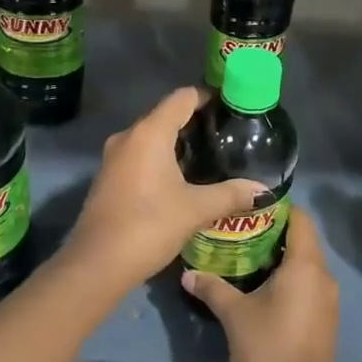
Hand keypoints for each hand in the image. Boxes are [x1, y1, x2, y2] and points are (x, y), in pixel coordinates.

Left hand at [60, 86, 264, 288]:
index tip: (232, 108)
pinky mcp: (108, 177)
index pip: (183, 97)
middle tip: (226, 136)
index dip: (208, 97)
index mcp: (150, 132)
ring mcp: (114, 157)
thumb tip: (264, 190)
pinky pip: (140, 155)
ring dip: (178, 143)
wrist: (97, 264)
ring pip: (152, 137)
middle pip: (166, 115)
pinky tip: (182, 179)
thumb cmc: (149, 226)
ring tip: (210, 157)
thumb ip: (231, 194)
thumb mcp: (195, 210)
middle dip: (196, 122)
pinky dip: (161, 158)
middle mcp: (129, 136)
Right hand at [182, 207, 337, 361]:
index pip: (300, 219)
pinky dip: (288, 282)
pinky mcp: (325, 322)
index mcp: (305, 266)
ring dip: (279, 260)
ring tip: (244, 260)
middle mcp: (323, 277)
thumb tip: (188, 274)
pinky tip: (260, 292)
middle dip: (272, 235)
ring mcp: (328, 302)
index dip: (277, 209)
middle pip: (302, 241)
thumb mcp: (234, 315)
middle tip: (238, 234)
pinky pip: (307, 288)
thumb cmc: (268, 350)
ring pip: (305, 266)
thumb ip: (212, 288)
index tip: (249, 210)